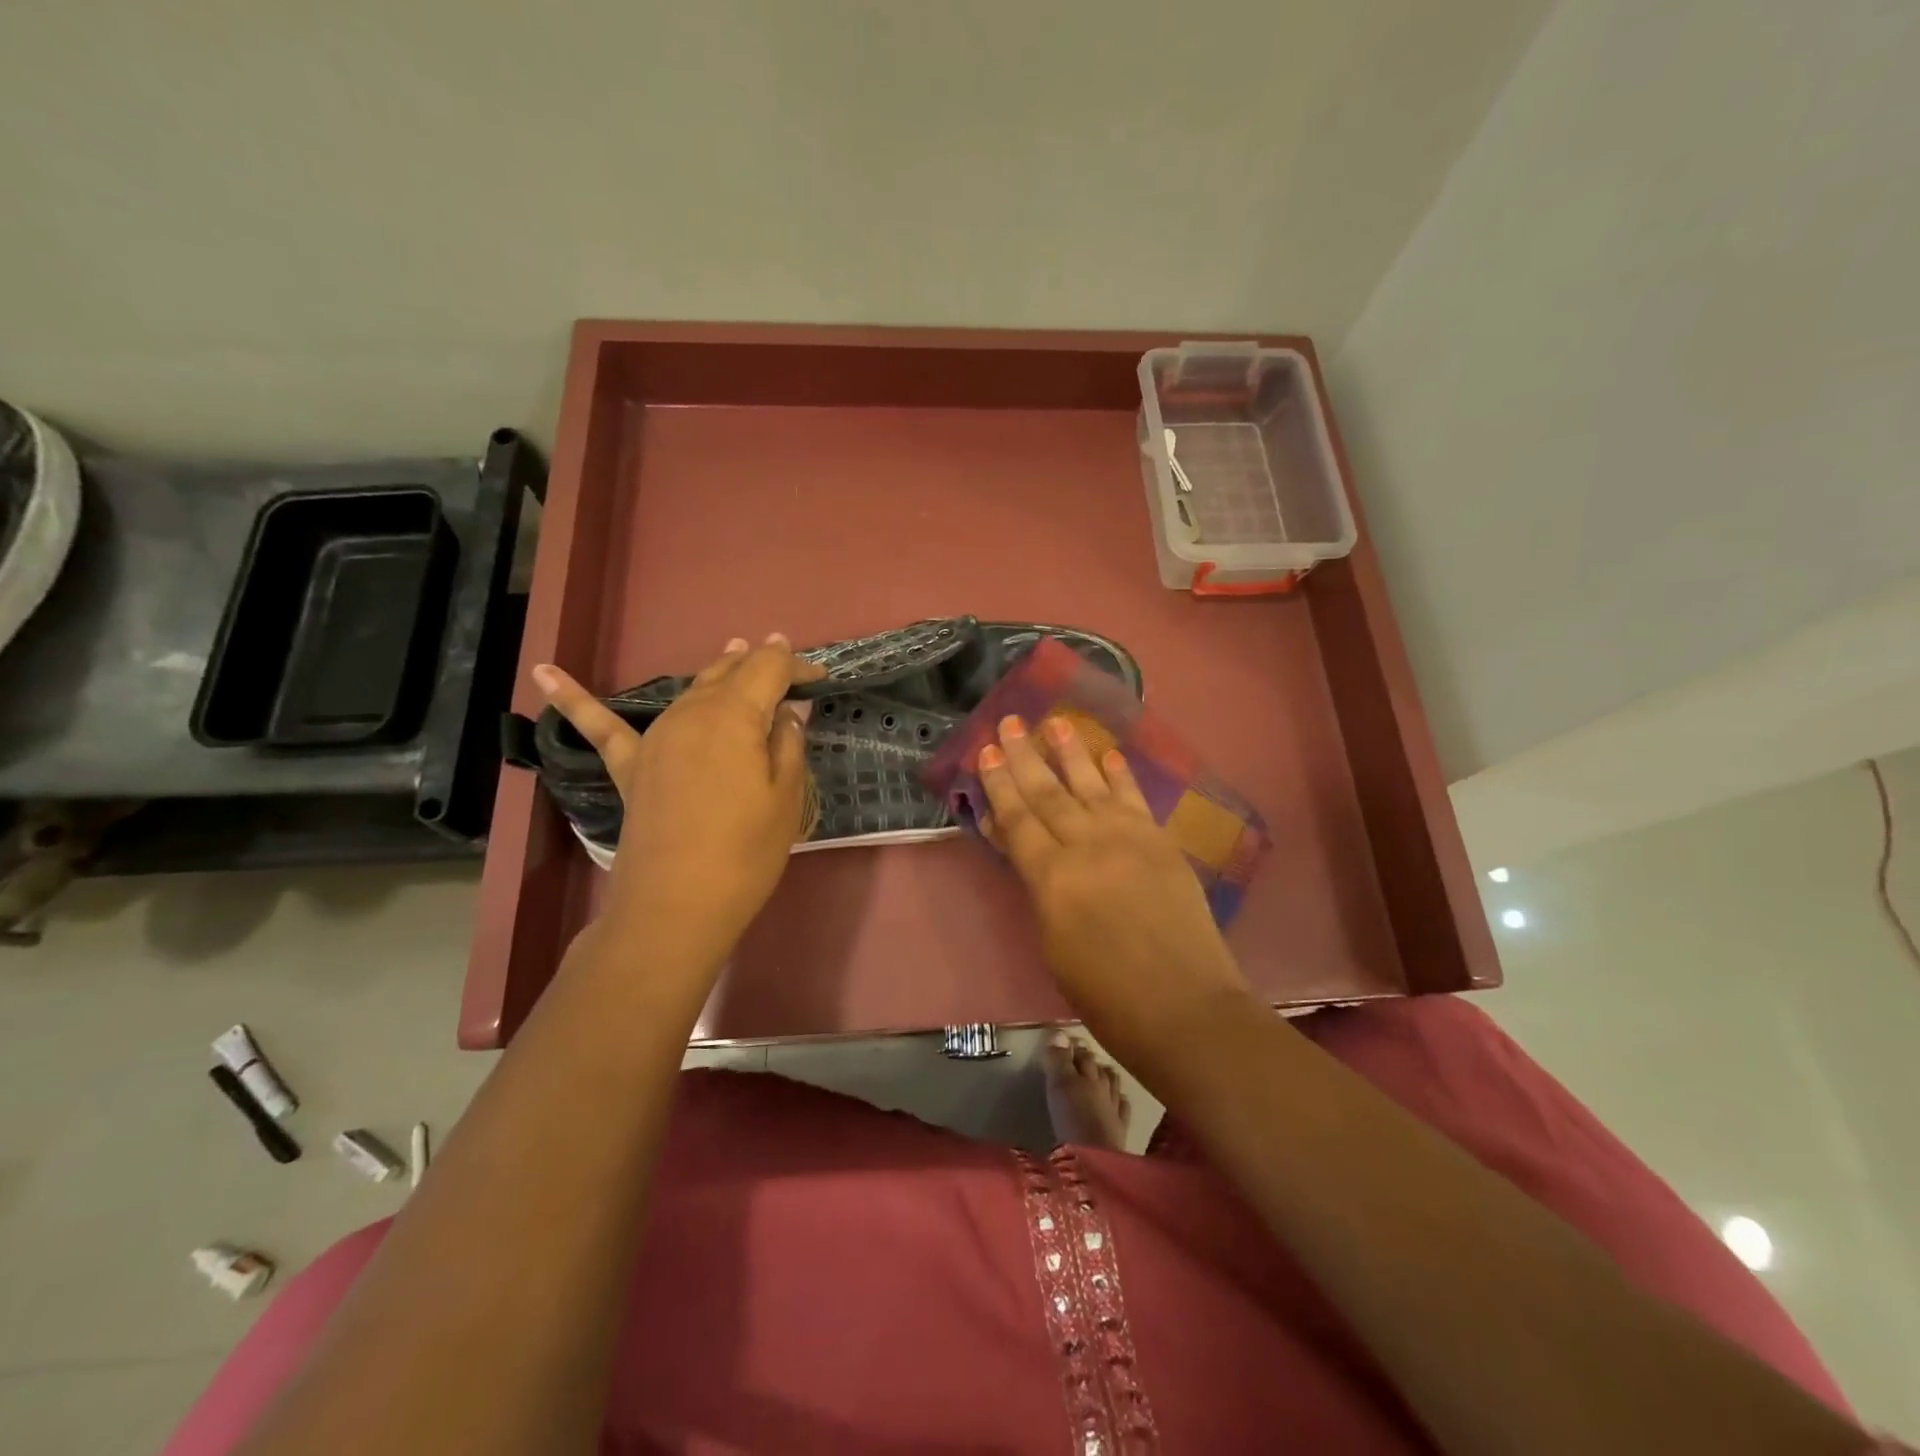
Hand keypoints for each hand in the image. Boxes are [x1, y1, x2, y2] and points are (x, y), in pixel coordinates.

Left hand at [533, 635, 824, 975]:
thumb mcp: (786, 798)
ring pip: (689, 689)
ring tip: (733, 653)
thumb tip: (788, 711)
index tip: (820, 678)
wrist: (676, 906)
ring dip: (716, 671)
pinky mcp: (630, 767)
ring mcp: (655, 738)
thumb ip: (788, 744)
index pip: (769, 669)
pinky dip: (573, 699)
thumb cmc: (746, 853)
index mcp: (734, 716)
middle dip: (759, 663)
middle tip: (783, 661)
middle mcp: (690, 713)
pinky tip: (543, 671)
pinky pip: (601, 727)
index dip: (796, 666)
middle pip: (728, 673)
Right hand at [976, 714, 1255, 1069]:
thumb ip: (1037, 887)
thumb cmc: (1105, 994)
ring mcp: (1129, 839)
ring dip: (1071, 752)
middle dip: (1025, 756)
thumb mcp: (1052, 943)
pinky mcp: (1160, 843)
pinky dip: (1119, 775)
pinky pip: (1134, 799)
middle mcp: (1087, 846)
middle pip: (1048, 793)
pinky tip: (1107, 754)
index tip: (987, 751)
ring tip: (1056, 721)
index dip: (998, 785)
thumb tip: (1021, 847)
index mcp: (1052, 878)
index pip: (1017, 819)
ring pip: (1091, 784)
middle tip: (1010, 721)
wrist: (1184, 1006)